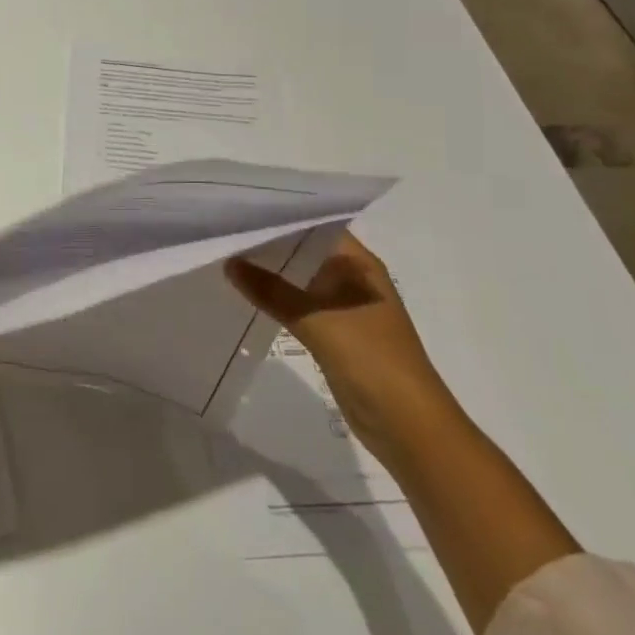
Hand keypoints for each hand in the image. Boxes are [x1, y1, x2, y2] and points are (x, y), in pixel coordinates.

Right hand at [226, 231, 458, 471]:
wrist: (408, 426)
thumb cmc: (372, 359)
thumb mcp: (318, 320)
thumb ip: (273, 291)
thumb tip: (230, 263)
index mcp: (359, 264)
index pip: (316, 225)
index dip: (282, 215)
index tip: (243, 208)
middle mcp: (352, 279)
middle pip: (305, 252)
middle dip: (270, 244)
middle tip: (226, 230)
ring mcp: (344, 308)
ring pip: (300, 281)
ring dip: (271, 274)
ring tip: (227, 257)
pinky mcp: (335, 335)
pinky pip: (299, 308)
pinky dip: (277, 301)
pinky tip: (246, 296)